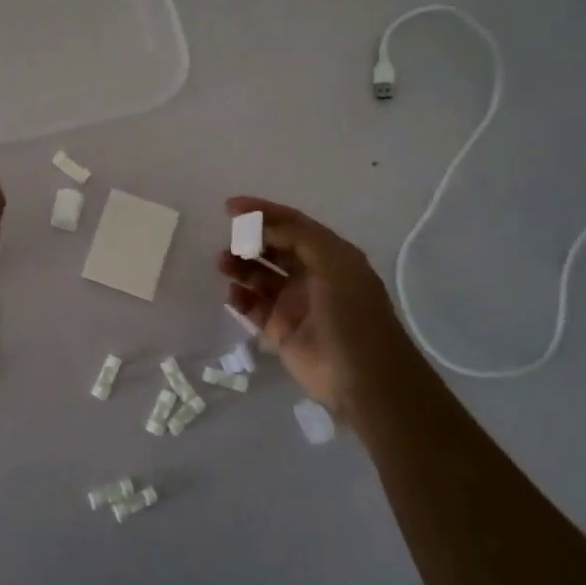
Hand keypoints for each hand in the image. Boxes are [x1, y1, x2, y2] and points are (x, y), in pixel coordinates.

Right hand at [216, 197, 431, 421]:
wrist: (362, 377)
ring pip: (259, 276)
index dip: (263, 212)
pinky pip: (253, 308)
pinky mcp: (280, 330)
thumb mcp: (334, 262)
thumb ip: (298, 237)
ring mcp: (294, 303)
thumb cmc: (351, 313)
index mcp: (330, 255)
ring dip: (240, 266)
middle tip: (229, 240)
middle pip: (273, 248)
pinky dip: (240, 298)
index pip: (292, 224)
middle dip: (249, 240)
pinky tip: (232, 294)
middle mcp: (312, 275)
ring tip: (222, 264)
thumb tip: (261, 227)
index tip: (230, 207)